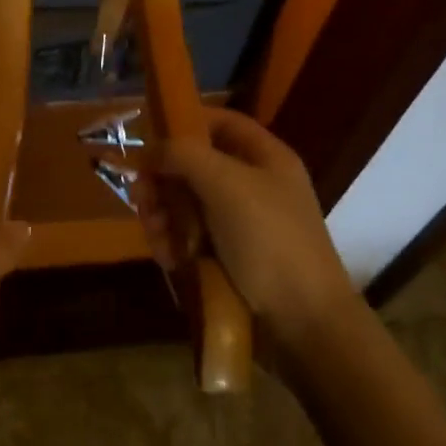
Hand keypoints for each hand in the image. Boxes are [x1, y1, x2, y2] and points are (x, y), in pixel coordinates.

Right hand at [136, 109, 354, 349]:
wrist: (303, 323)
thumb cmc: (269, 240)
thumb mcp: (226, 184)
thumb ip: (184, 155)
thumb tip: (151, 151)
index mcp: (265, 158)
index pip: (220, 123)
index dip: (185, 123)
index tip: (149, 139)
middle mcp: (252, 185)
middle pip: (193, 166)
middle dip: (163, 181)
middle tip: (142, 199)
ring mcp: (240, 224)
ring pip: (185, 205)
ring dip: (162, 216)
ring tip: (157, 237)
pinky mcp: (227, 258)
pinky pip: (189, 239)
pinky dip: (173, 244)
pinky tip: (168, 259)